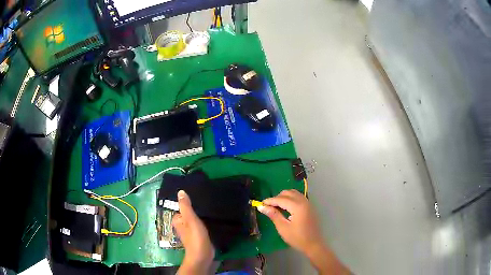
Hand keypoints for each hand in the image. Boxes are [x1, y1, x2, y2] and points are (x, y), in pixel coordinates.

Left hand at [173, 190, 213, 274]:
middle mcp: (182, 225)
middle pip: (189, 213)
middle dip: (196, 209)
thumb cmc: (195, 237)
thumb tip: (180, 191)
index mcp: (177, 220)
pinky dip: (204, 222)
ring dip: (201, 215)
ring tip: (211, 207)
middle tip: (207, 201)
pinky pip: (200, 225)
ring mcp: (190, 231)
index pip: (182, 207)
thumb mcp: (190, 219)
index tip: (199, 197)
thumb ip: (186, 206)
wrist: (203, 256)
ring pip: (195, 219)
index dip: (190, 203)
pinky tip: (212, 219)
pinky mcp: (198, 236)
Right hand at [258, 189, 349, 273]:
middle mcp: (304, 201)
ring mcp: (308, 203)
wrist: (314, 244)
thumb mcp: (283, 227)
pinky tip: (286, 208)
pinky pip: (298, 197)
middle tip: (268, 207)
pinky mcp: (310, 206)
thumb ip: (273, 215)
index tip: (260, 204)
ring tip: (276, 207)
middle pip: (288, 193)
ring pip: (294, 193)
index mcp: (298, 206)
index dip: (270, 201)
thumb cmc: (297, 238)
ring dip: (284, 197)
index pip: (281, 199)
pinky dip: (290, 199)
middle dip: (277, 198)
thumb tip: (262, 207)